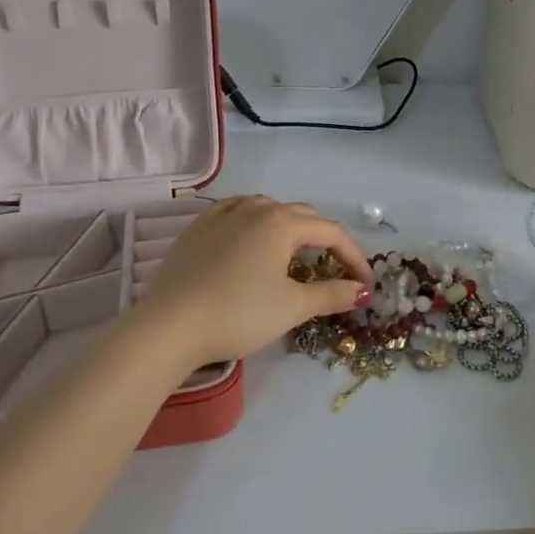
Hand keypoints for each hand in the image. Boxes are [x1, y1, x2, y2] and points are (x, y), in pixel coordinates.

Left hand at [128, 195, 373, 368]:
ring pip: (269, 209)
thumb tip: (362, 290)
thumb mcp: (292, 307)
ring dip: (291, 228)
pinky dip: (256, 222)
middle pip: (303, 216)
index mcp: (282, 222)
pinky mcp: (198, 227)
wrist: (169, 326)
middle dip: (326, 241)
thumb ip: (332, 294)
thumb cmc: (239, 314)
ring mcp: (223, 214)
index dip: (354, 256)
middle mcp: (255, 208)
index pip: (331, 232)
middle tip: (337, 270)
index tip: (365, 283)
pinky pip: (237, 212)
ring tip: (297, 254)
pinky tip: (253, 236)